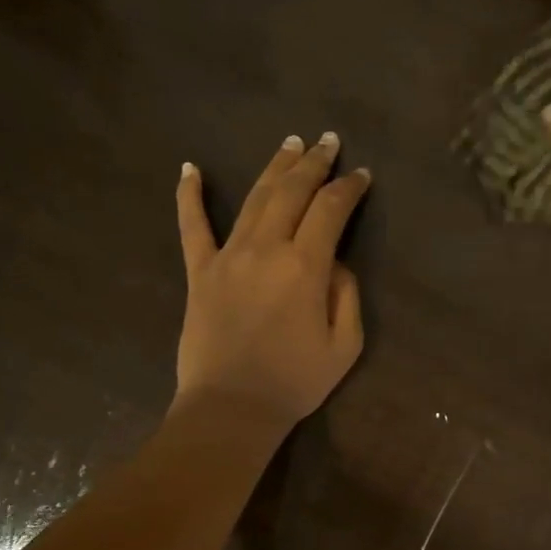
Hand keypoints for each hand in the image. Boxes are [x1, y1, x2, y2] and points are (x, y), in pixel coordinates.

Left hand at [173, 132, 369, 431]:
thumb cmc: (294, 382)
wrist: (231, 408)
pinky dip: (189, 196)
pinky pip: (192, 226)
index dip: (349, 188)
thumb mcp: (345, 346)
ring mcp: (228, 256)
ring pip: (254, 198)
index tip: (361, 175)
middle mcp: (266, 248)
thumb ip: (346, 295)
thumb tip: (334, 263)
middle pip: (292, 191)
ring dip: (275, 167)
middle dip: (314, 162)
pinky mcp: (199, 272)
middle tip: (329, 142)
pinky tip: (189, 169)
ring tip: (290, 143)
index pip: (331, 210)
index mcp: (305, 266)